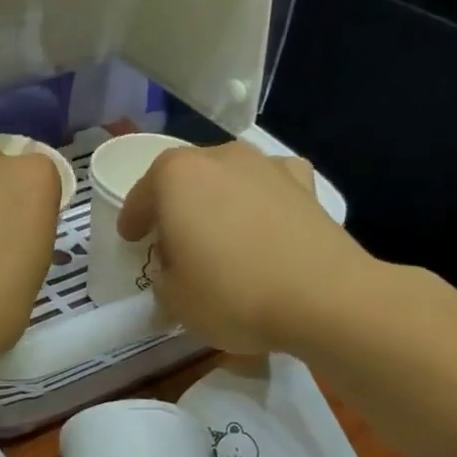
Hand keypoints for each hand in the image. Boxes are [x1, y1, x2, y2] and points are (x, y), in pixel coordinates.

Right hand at [117, 141, 377, 354]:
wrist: (325, 298)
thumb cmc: (231, 292)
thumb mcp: (173, 299)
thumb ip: (163, 278)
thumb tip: (176, 271)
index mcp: (176, 176)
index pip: (142, 195)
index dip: (133, 220)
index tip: (131, 240)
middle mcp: (220, 157)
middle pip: (185, 181)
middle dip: (176, 208)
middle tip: (174, 243)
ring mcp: (268, 166)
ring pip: (228, 181)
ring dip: (218, 204)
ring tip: (221, 238)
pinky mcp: (308, 186)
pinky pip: (269, 190)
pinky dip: (261, 204)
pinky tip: (264, 229)